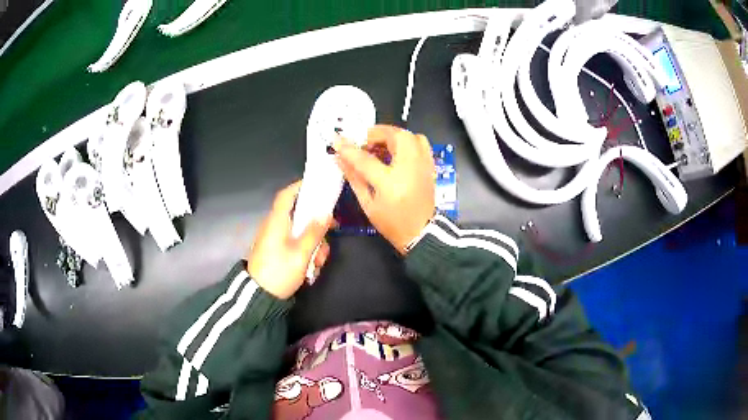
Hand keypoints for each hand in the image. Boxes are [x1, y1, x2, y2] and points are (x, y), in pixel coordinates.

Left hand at [246, 181, 332, 298]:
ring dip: (314, 245)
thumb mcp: (300, 254)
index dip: (300, 187)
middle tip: (330, 234)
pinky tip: (311, 269)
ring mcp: (275, 241)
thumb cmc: (279, 272)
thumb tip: (325, 214)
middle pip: (299, 217)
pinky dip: (306, 253)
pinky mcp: (277, 253)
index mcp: (277, 222)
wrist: (259, 297)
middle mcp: (275, 227)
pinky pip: (295, 245)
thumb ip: (314, 233)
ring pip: (300, 233)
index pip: (286, 195)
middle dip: (316, 227)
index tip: (318, 186)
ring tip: (318, 263)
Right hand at [335, 125, 434, 253]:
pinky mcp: (430, 166)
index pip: (365, 158)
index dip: (348, 148)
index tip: (337, 140)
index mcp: (390, 182)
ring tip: (379, 146)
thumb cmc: (392, 223)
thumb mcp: (368, 204)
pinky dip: (406, 141)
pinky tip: (395, 152)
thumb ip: (354, 178)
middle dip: (376, 134)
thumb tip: (340, 158)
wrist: (421, 234)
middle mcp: (410, 168)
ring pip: (409, 135)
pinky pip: (420, 143)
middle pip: (394, 136)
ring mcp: (423, 165)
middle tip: (363, 143)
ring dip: (391, 136)